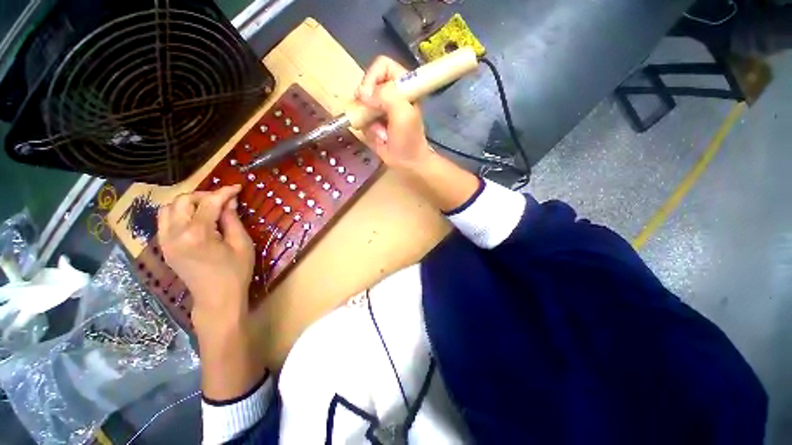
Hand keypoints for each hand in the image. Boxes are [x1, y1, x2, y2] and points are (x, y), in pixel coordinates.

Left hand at [158, 185, 254, 333]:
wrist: (217, 299)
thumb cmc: (235, 272)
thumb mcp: (241, 244)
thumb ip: (232, 220)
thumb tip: (230, 201)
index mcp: (197, 234)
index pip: (208, 203)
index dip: (224, 193)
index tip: (236, 188)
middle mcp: (175, 235)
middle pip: (182, 201)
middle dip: (203, 196)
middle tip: (222, 200)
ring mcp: (165, 242)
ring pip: (168, 209)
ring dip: (188, 204)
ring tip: (207, 209)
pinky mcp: (164, 248)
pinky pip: (165, 222)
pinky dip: (179, 215)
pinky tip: (196, 220)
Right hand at [355, 56, 433, 171]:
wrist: (408, 163)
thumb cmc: (409, 139)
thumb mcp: (403, 114)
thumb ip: (387, 96)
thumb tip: (363, 95)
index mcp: (403, 84)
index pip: (381, 65)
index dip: (372, 78)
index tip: (367, 97)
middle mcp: (391, 93)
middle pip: (367, 83)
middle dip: (366, 103)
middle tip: (371, 116)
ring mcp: (381, 107)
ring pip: (361, 103)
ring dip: (368, 120)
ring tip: (381, 132)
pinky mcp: (374, 121)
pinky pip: (362, 119)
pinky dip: (368, 130)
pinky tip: (380, 138)